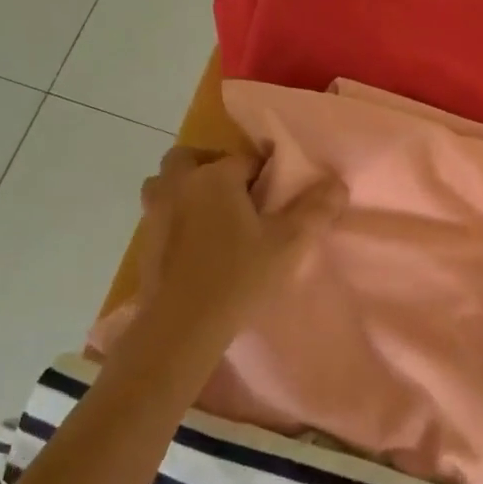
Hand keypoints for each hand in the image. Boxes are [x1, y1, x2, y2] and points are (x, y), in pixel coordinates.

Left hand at [135, 146, 345, 339]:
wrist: (182, 325)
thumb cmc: (239, 276)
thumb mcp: (289, 243)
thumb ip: (315, 209)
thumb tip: (337, 182)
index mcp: (215, 177)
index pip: (246, 158)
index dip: (265, 174)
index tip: (277, 197)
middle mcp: (179, 184)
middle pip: (193, 158)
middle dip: (214, 167)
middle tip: (238, 196)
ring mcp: (155, 212)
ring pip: (168, 183)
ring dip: (188, 188)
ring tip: (213, 216)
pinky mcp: (144, 240)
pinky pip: (160, 213)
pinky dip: (176, 217)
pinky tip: (197, 245)